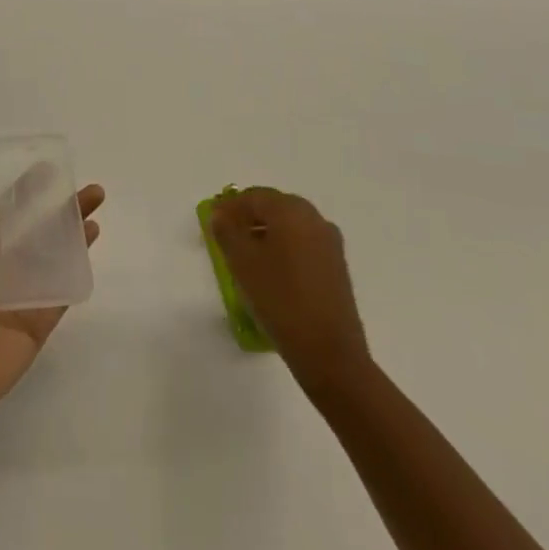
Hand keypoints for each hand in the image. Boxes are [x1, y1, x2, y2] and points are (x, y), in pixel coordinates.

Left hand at [0, 182, 105, 434]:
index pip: (7, 213)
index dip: (26, 191)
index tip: (48, 170)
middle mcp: (4, 268)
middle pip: (39, 230)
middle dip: (61, 208)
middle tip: (89, 190)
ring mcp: (25, 293)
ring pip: (55, 256)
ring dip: (74, 233)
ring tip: (95, 211)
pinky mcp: (41, 318)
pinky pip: (62, 290)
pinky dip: (76, 269)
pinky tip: (90, 245)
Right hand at [210, 188, 367, 395]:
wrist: (330, 353)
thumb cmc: (280, 299)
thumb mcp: (242, 262)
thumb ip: (226, 231)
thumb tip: (221, 215)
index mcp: (291, 210)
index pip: (253, 197)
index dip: (229, 206)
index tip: (211, 220)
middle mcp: (314, 218)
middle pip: (274, 207)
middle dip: (248, 217)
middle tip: (226, 234)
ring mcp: (329, 243)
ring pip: (289, 227)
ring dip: (266, 233)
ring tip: (246, 254)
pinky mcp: (337, 267)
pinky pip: (303, 245)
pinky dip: (284, 248)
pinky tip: (271, 271)